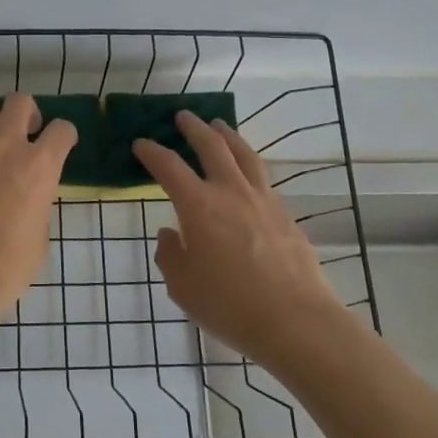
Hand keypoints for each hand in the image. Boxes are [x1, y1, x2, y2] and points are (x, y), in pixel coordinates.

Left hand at [0, 94, 75, 324]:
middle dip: (27, 113)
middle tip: (26, 134)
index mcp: (40, 167)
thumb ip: (38, 205)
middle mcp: (6, 147)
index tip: (62, 145)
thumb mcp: (39, 238)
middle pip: (19, 102)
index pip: (62, 129)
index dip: (65, 136)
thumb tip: (30, 197)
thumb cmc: (6, 268)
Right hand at [133, 112, 348, 368]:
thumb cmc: (229, 305)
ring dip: (228, 136)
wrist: (296, 321)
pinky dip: (249, 165)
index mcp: (199, 206)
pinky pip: (263, 178)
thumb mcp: (183, 286)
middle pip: (212, 147)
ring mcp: (263, 201)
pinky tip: (247, 174)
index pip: (169, 167)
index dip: (152, 152)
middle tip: (183, 116)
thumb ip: (171, 255)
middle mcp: (231, 193)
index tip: (141, 144)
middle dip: (194, 129)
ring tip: (219, 126)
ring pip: (245, 155)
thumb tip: (171, 233)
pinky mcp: (286, 216)